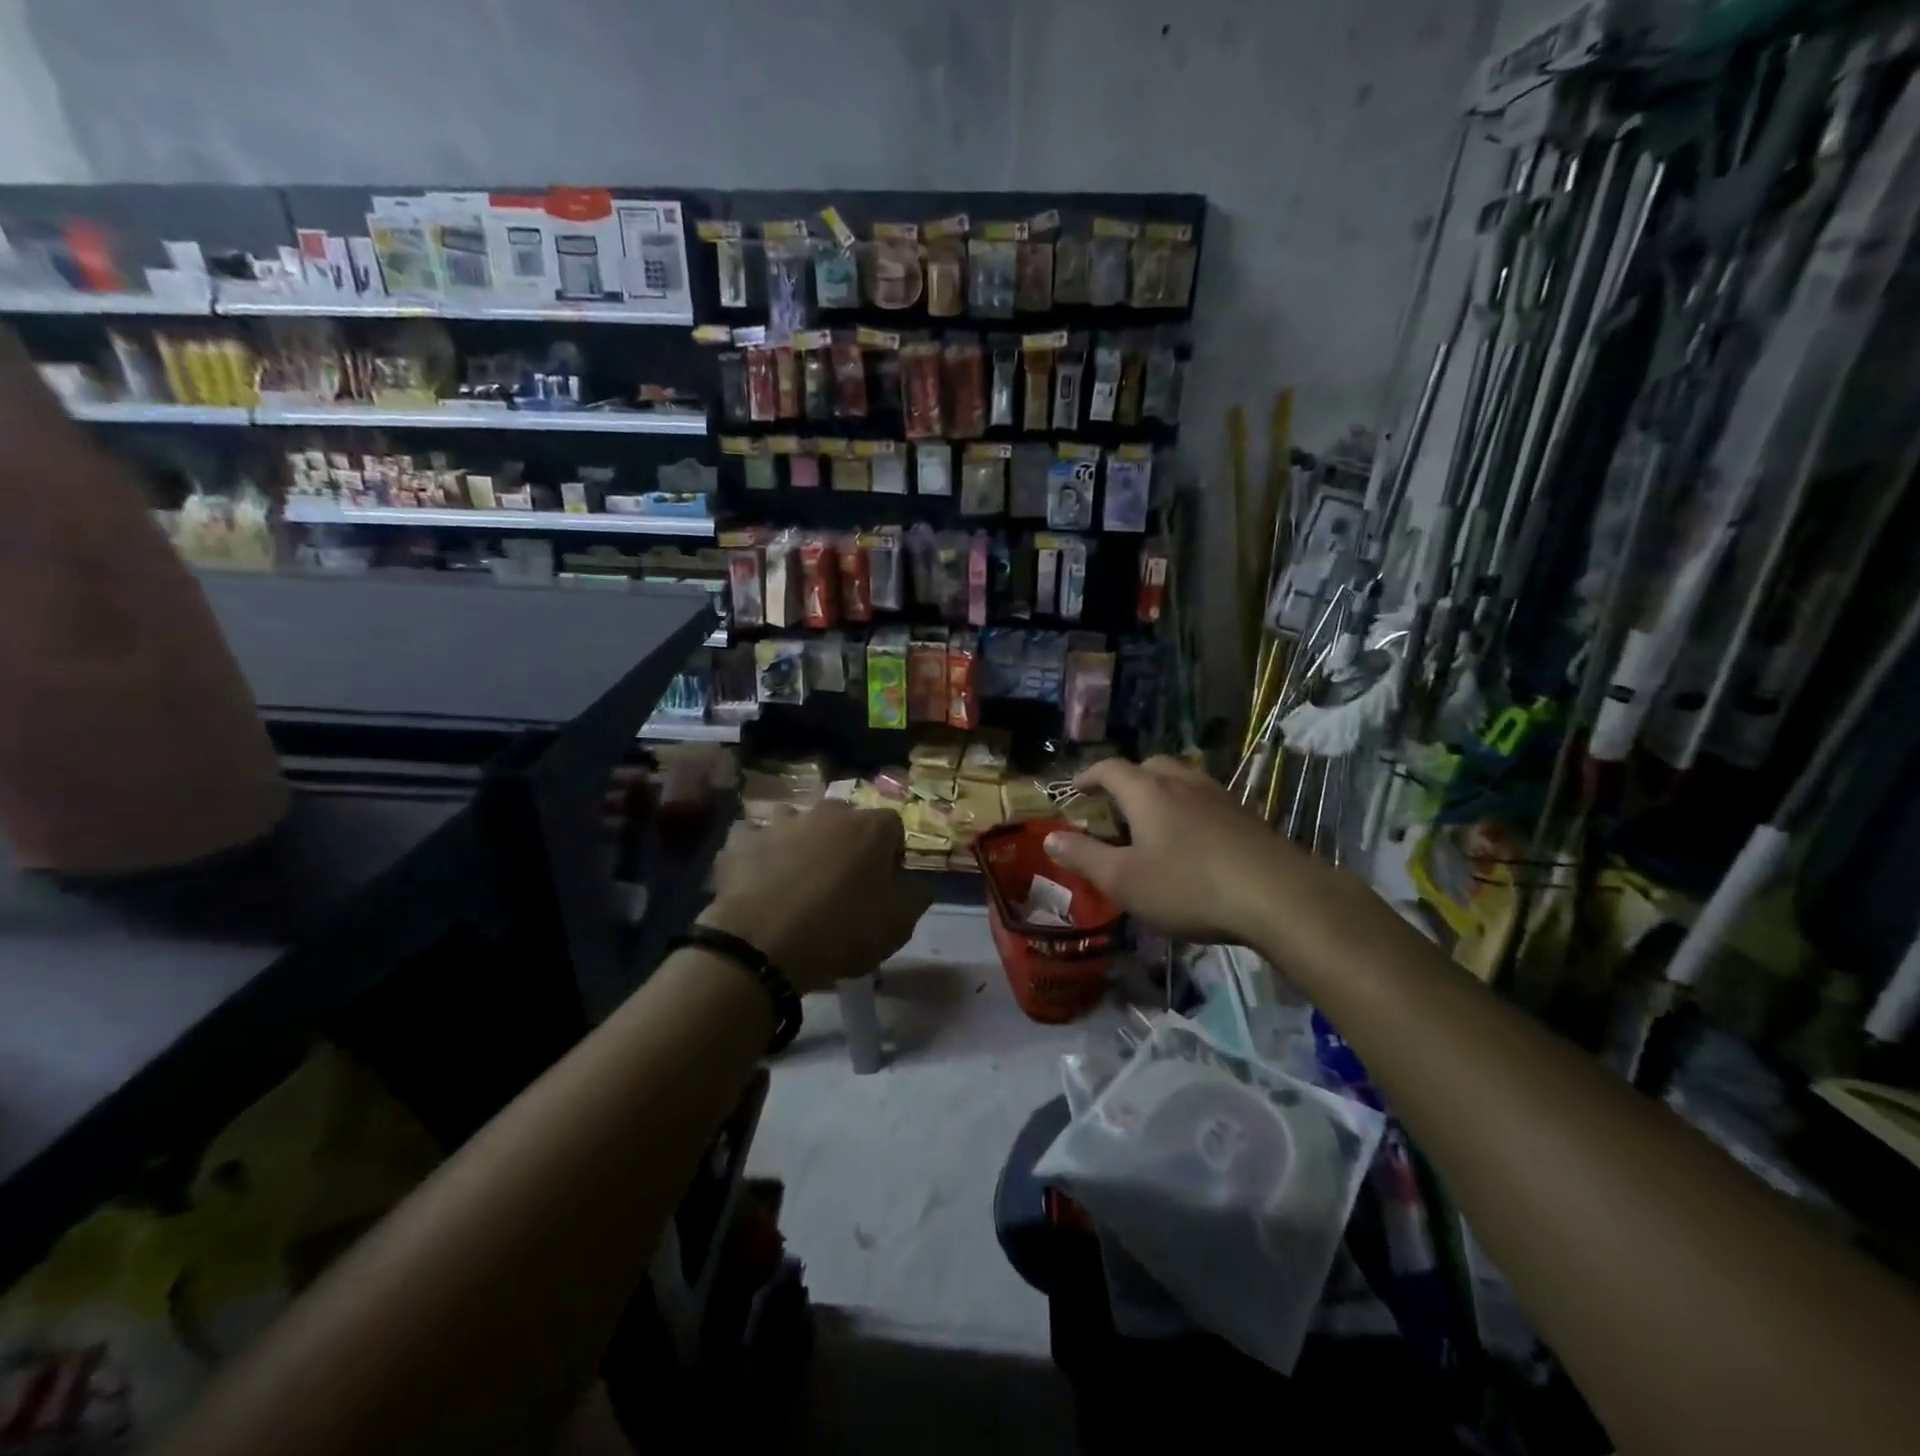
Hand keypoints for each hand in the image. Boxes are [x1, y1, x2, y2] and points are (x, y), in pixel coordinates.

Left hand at [698, 801, 932, 994]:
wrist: (763, 944)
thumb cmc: (842, 931)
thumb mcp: (898, 926)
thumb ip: (916, 897)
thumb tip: (918, 884)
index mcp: (870, 827)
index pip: (892, 827)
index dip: (891, 855)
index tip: (883, 884)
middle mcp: (828, 813)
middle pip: (845, 820)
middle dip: (846, 844)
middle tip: (840, 883)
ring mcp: (782, 822)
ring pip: (798, 824)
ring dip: (801, 843)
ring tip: (796, 880)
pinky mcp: (744, 840)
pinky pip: (754, 840)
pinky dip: (758, 854)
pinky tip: (758, 881)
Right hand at [1043, 756, 1307, 943]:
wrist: (1278, 896)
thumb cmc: (1188, 886)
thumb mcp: (1124, 880)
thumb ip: (1084, 857)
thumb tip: (1050, 838)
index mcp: (1147, 792)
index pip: (1110, 768)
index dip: (1088, 775)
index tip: (1075, 789)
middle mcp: (1182, 782)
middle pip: (1149, 764)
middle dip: (1127, 778)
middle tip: (1115, 804)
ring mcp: (1219, 796)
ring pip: (1182, 778)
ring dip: (1161, 790)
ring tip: (1153, 819)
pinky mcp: (1246, 815)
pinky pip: (1206, 798)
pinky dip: (1189, 807)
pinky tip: (1193, 838)